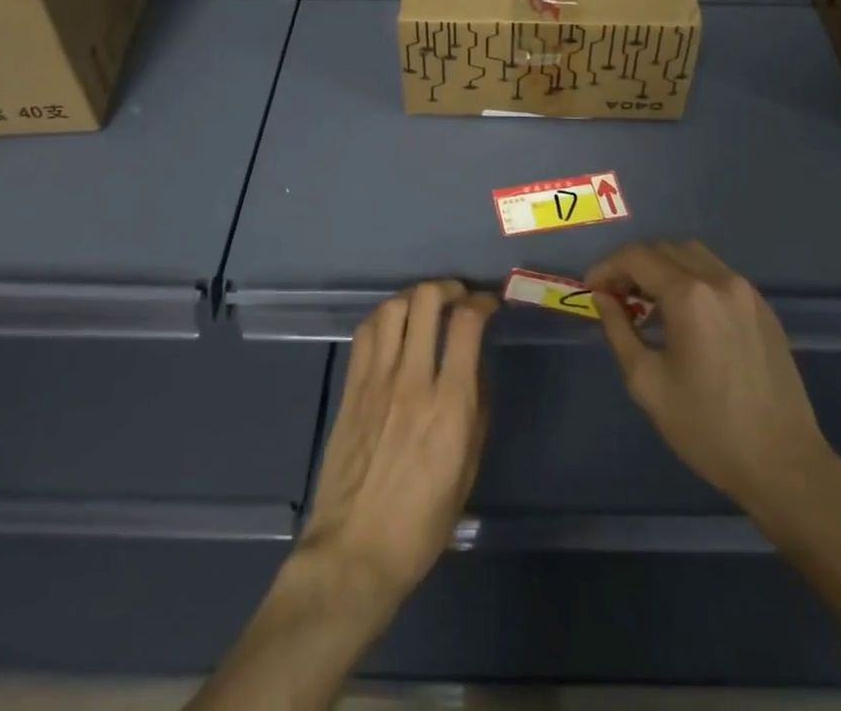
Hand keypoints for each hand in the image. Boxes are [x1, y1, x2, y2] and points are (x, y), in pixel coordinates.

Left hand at [296, 280, 496, 608]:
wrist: (354, 553)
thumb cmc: (421, 523)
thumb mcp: (468, 470)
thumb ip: (476, 409)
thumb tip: (474, 366)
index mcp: (449, 404)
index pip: (467, 323)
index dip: (482, 302)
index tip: (489, 305)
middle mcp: (412, 380)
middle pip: (426, 301)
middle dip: (447, 288)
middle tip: (457, 297)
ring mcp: (376, 380)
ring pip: (393, 308)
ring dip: (414, 297)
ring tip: (425, 307)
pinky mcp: (351, 387)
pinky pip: (366, 332)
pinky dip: (384, 317)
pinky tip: (394, 327)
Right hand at [589, 241, 840, 519]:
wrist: (784, 465)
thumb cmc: (708, 428)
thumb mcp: (647, 382)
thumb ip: (619, 330)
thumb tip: (604, 298)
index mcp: (689, 295)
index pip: (636, 257)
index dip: (607, 267)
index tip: (591, 289)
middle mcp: (719, 280)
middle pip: (664, 249)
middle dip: (632, 265)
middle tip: (614, 295)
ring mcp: (746, 291)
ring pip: (693, 255)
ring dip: (662, 267)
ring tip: (646, 301)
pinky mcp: (763, 308)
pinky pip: (717, 274)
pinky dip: (691, 279)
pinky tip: (683, 314)